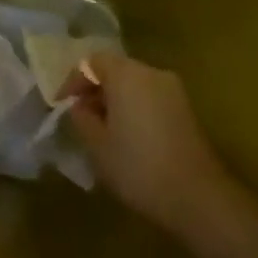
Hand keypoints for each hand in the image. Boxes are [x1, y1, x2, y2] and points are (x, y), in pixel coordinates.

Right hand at [67, 53, 232, 234]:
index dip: (74, 81)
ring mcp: (174, 90)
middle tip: (81, 117)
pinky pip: (151, 98)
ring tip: (102, 129)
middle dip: (95, 89)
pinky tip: (128, 137)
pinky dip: (135, 108)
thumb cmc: (137, 166)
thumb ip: (82, 117)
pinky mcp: (186, 110)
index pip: (92, 61)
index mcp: (127, 74)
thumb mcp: (97, 144)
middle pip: (116, 69)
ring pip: (135, 84)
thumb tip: (80, 106)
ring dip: (115, 100)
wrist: (196, 196)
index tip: (62, 105)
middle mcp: (152, 73)